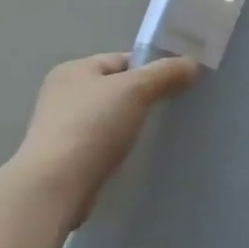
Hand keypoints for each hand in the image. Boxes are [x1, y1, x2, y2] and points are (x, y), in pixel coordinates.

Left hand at [12, 52, 200, 225]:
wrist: (55, 187)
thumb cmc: (93, 127)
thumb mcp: (136, 89)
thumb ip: (166, 73)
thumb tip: (193, 65)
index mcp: (74, 70)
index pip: (123, 60)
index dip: (153, 68)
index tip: (179, 84)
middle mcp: (63, 94)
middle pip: (118, 88)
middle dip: (146, 97)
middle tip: (173, 109)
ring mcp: (61, 127)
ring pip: (112, 117)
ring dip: (133, 124)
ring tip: (158, 134)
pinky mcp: (66, 158)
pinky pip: (103, 143)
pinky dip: (120, 147)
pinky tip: (137, 156)